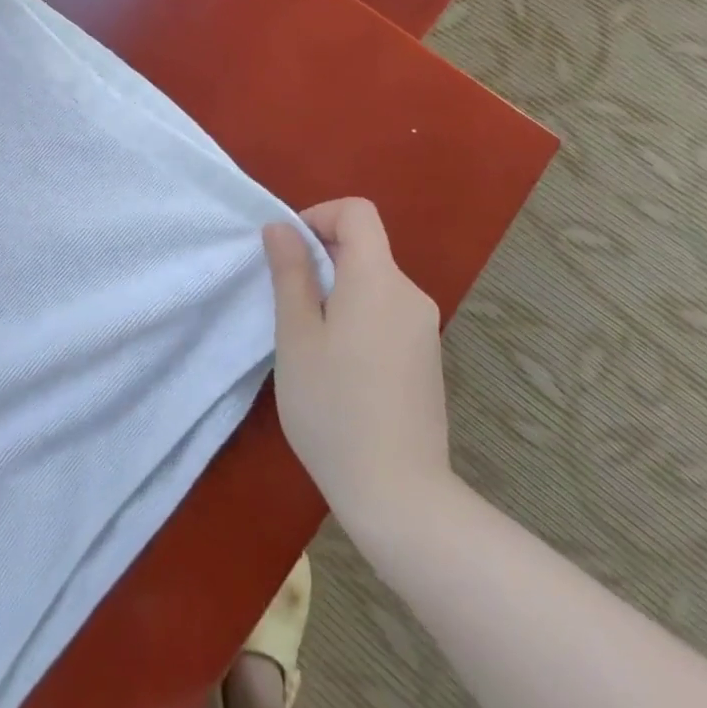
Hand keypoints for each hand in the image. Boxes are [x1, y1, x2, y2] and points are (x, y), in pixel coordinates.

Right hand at [263, 198, 450, 527]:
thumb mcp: (296, 336)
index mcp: (378, 279)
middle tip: (289, 305)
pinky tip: (339, 366)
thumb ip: (291, 273)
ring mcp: (423, 328)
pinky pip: (385, 311)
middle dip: (321, 258)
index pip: (357, 212)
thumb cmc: (334, 409)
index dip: (319, 216)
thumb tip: (281, 227)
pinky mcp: (425, 357)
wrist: (400, 495)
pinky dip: (356, 315)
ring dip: (336, 290)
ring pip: (372, 281)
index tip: (290, 253)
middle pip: (364, 246)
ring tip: (310, 341)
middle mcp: (410, 294)